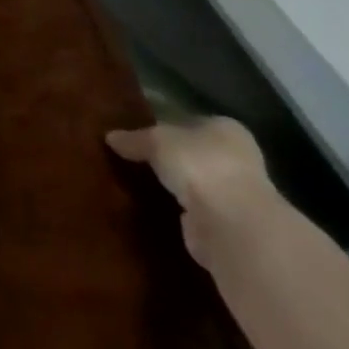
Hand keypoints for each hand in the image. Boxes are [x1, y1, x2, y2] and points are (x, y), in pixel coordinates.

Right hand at [107, 117, 278, 264]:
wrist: (231, 225)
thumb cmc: (199, 165)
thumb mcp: (155, 141)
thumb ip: (134, 138)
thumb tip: (110, 137)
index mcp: (226, 130)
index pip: (192, 122)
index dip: (166, 126)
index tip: (140, 135)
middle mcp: (237, 159)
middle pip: (194, 154)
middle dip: (170, 158)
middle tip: (133, 159)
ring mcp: (236, 195)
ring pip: (194, 184)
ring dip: (173, 187)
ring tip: (136, 184)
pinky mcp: (226, 226)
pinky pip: (192, 211)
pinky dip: (176, 211)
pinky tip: (152, 208)